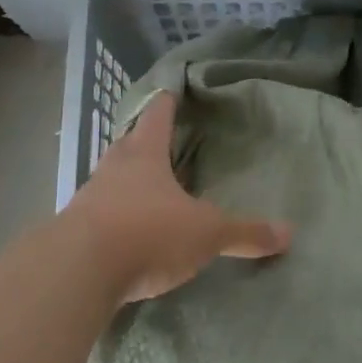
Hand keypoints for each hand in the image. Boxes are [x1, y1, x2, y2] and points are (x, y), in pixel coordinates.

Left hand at [64, 90, 291, 304]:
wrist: (77, 271)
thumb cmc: (148, 232)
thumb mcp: (206, 233)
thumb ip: (245, 233)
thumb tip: (288, 233)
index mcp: (145, 155)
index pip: (157, 116)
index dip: (166, 103)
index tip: (170, 91)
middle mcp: (113, 170)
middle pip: (127, 144)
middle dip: (142, 140)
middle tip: (157, 140)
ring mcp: (88, 200)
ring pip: (109, 180)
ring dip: (124, 181)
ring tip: (142, 188)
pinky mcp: (73, 233)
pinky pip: (97, 216)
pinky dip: (111, 217)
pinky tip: (123, 232)